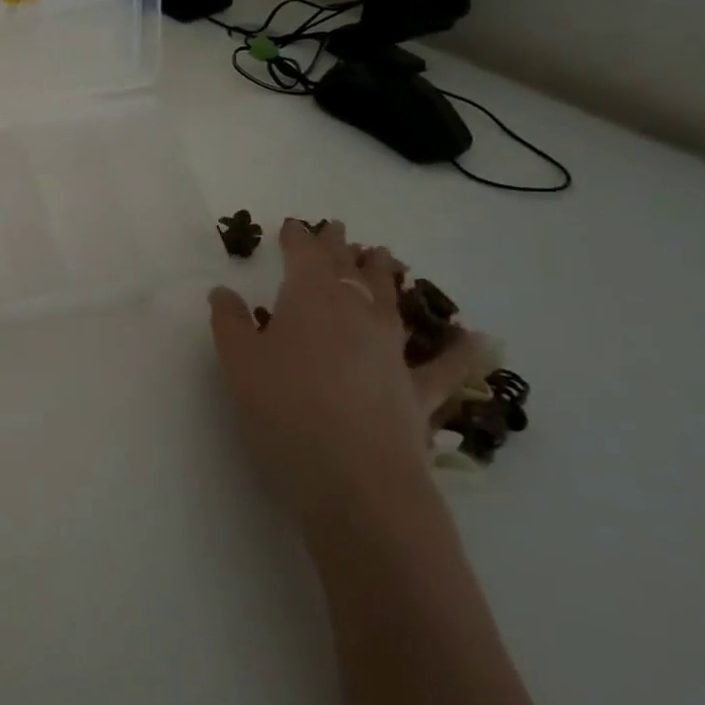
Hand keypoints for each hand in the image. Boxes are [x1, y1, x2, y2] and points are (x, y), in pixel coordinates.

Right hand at [209, 220, 482, 526]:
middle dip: (339, 247)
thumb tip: (224, 292)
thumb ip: (231, 322)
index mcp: (310, 300)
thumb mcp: (239, 363)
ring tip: (384, 256)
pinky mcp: (417, 391)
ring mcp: (392, 351)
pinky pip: (444, 366)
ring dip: (384, 276)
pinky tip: (479, 340)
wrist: (355, 480)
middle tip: (338, 228)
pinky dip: (461, 351)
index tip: (293, 224)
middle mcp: (356, 314)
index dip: (298, 237)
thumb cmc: (284, 410)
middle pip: (348, 271)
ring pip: (389, 302)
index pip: (305, 255)